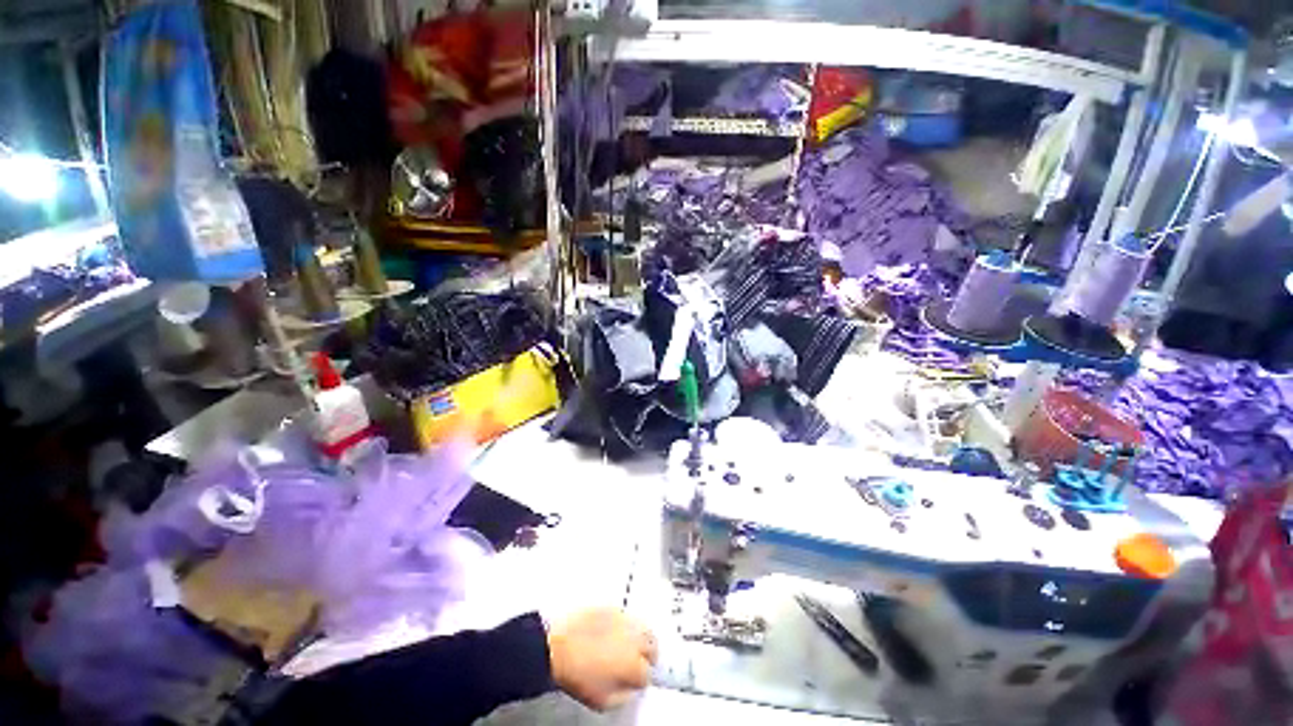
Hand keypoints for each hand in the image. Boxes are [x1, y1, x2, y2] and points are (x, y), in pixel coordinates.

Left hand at [547, 608, 657, 710]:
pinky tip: (614, 631)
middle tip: (638, 660)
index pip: (648, 674)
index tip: (634, 680)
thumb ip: (624, 696)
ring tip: (628, 644)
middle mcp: (634, 638)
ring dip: (639, 636)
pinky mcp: (613, 606)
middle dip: (647, 653)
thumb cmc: (577, 675)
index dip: (641, 679)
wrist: (557, 647)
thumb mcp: (603, 701)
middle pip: (652, 644)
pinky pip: (625, 616)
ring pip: (642, 626)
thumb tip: (629, 689)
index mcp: (634, 665)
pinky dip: (624, 624)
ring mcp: (624, 619)